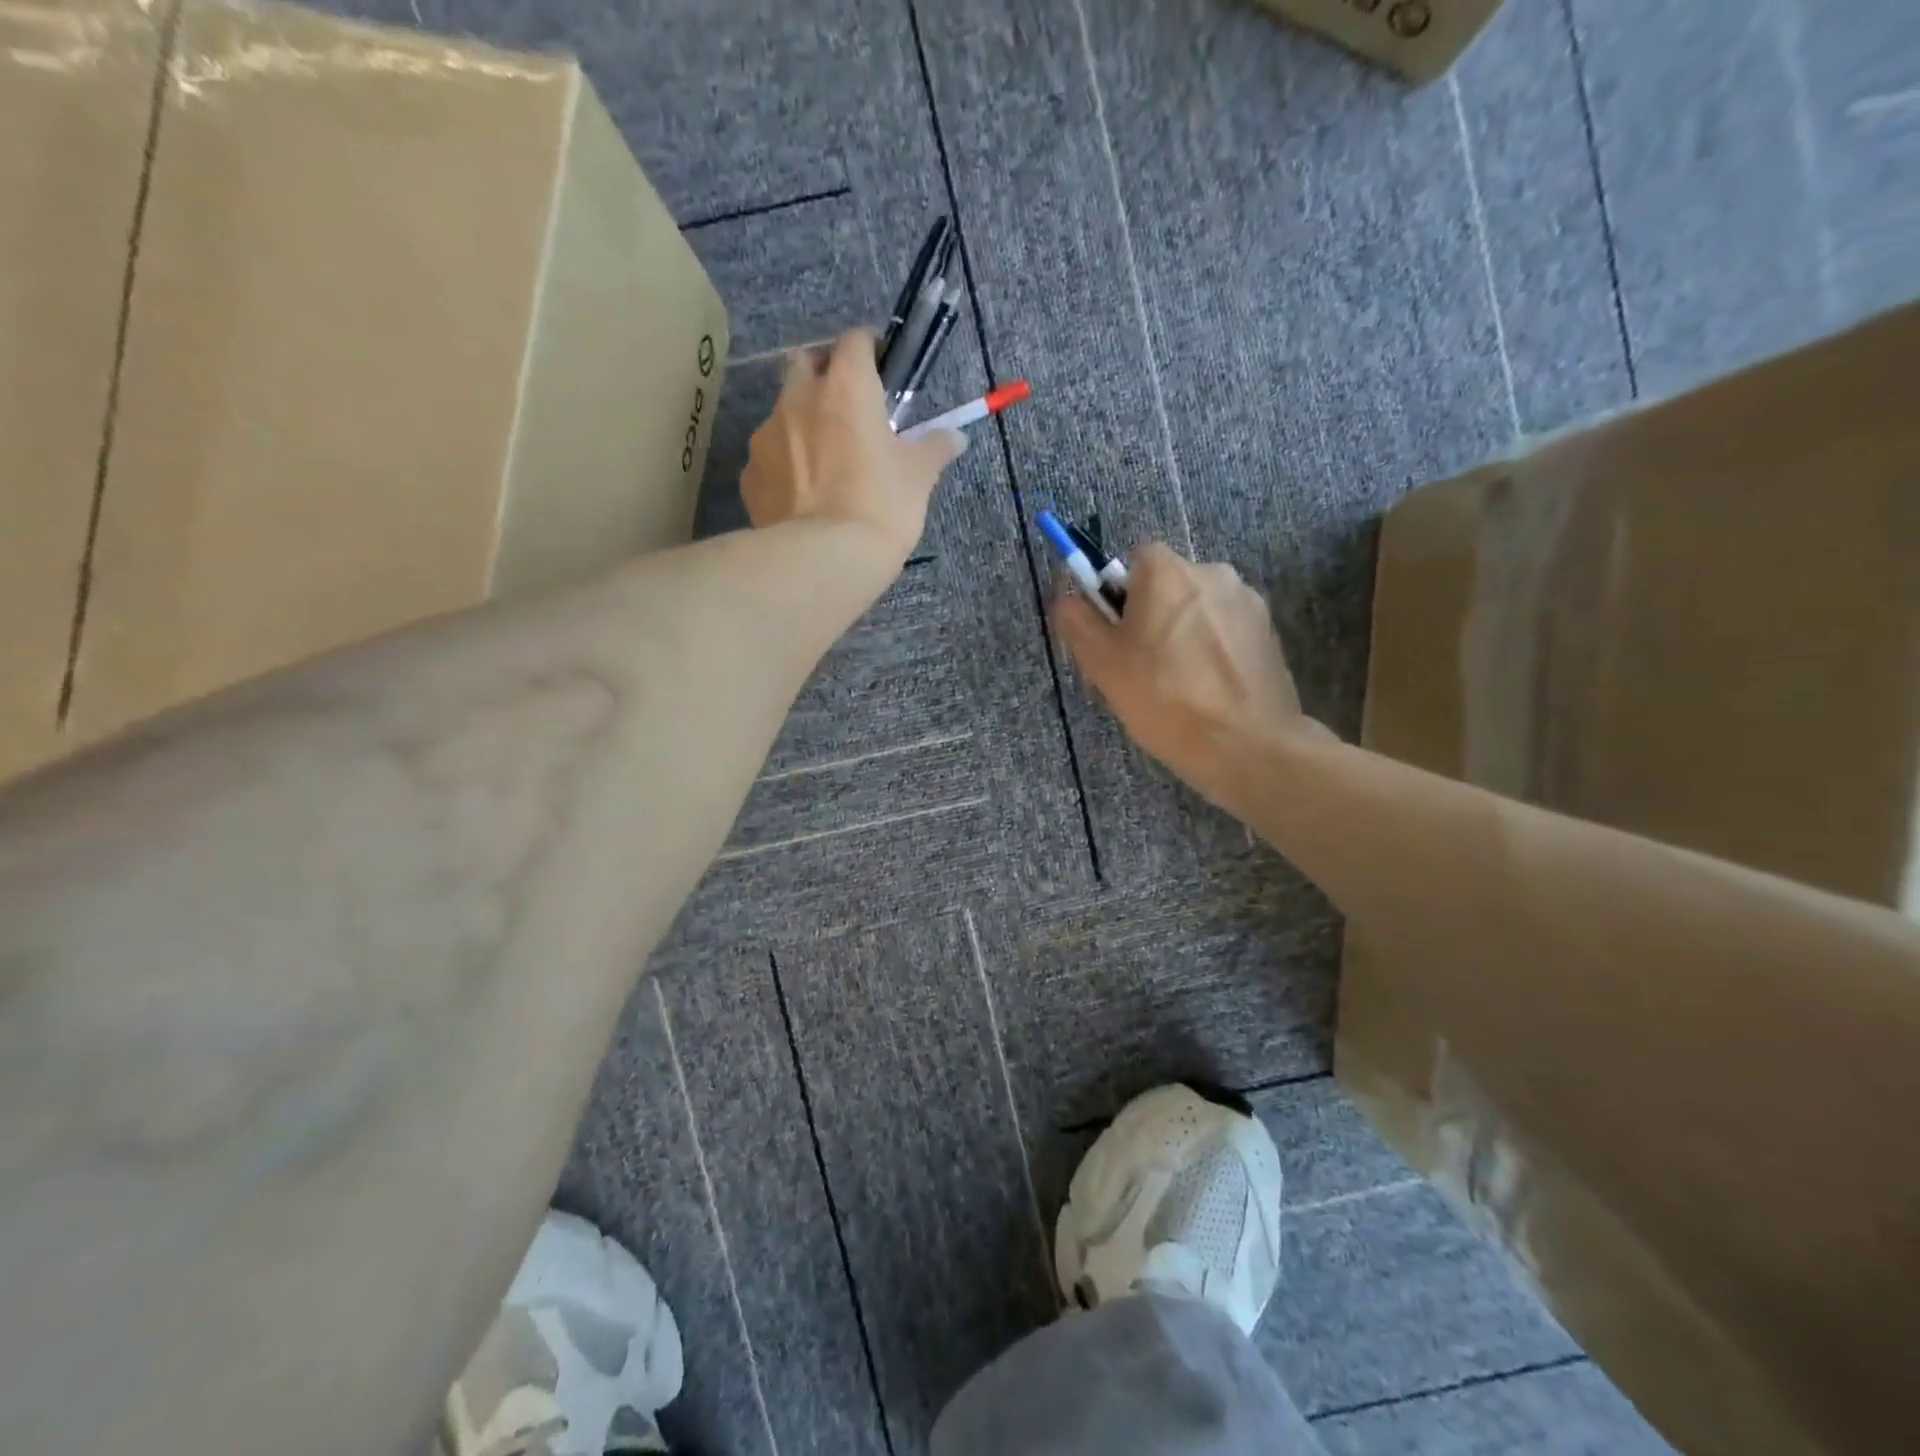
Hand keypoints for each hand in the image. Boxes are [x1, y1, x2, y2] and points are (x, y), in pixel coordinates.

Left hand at [742, 328, 965, 567]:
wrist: (824, 559)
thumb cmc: (881, 507)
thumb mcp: (919, 477)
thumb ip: (935, 448)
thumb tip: (956, 437)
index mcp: (846, 388)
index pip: (855, 342)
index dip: (868, 348)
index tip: (879, 365)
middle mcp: (799, 399)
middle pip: (806, 364)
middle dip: (824, 374)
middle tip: (846, 406)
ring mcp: (766, 436)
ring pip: (782, 411)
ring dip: (801, 421)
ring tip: (821, 458)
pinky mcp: (750, 475)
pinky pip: (768, 457)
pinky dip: (783, 464)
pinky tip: (800, 493)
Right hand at [1052, 543, 1318, 807]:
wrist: (1246, 745)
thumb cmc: (1164, 698)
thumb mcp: (1101, 663)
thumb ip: (1075, 619)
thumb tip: (1067, 596)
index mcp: (1167, 570)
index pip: (1131, 562)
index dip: (1117, 598)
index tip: (1116, 640)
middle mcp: (1212, 571)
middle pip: (1167, 586)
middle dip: (1151, 617)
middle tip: (1141, 669)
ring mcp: (1247, 602)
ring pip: (1197, 610)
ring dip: (1184, 635)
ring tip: (1178, 686)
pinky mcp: (1270, 632)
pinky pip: (1225, 632)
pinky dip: (1213, 652)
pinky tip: (1208, 691)